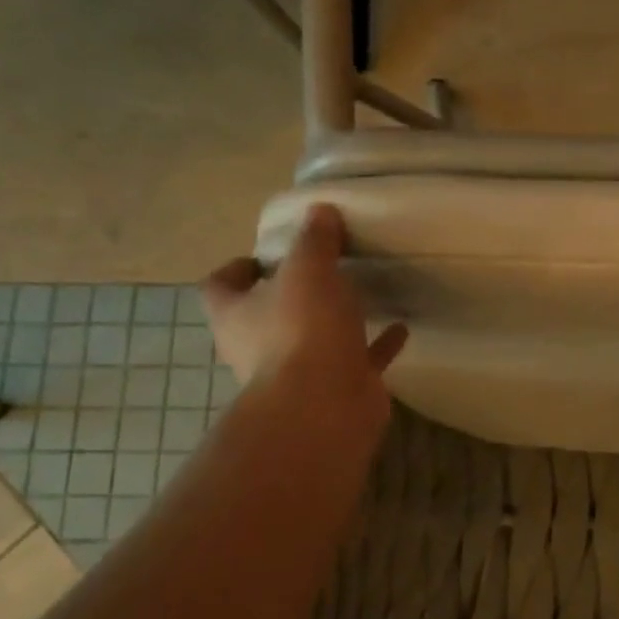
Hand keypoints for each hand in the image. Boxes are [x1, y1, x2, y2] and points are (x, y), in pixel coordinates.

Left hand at [201, 204, 406, 422]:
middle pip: (266, 315)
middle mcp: (258, 346)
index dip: (236, 269)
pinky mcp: (336, 389)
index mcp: (236, 315)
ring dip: (334, 321)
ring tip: (361, 294)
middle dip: (291, 295)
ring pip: (313, 340)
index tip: (265, 256)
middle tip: (321, 270)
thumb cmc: (302, 330)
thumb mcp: (308, 269)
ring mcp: (298, 373)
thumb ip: (315, 240)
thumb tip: (321, 212)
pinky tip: (400, 328)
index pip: (219, 286)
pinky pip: (358, 360)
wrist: (326, 406)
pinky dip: (376, 345)